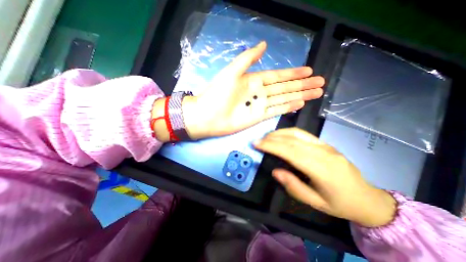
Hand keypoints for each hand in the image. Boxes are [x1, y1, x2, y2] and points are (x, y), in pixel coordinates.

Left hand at [182, 41, 324, 138]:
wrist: (208, 115)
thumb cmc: (217, 93)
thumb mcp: (232, 71)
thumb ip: (248, 58)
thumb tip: (265, 44)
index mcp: (253, 80)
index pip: (278, 75)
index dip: (293, 73)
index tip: (309, 70)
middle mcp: (259, 92)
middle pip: (285, 87)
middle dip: (302, 85)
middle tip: (320, 82)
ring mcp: (259, 105)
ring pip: (283, 99)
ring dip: (299, 95)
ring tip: (316, 93)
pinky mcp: (258, 117)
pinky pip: (276, 111)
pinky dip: (288, 107)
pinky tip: (299, 103)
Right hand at [254, 127, 396, 227]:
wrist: (367, 198)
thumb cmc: (339, 204)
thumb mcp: (315, 202)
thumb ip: (293, 186)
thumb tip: (275, 171)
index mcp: (321, 170)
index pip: (290, 152)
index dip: (271, 146)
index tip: (257, 144)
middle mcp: (323, 153)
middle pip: (292, 140)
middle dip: (272, 138)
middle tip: (258, 140)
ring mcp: (325, 146)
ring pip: (298, 133)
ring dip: (279, 133)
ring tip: (266, 137)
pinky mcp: (325, 143)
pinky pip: (304, 134)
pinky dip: (289, 132)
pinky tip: (281, 135)